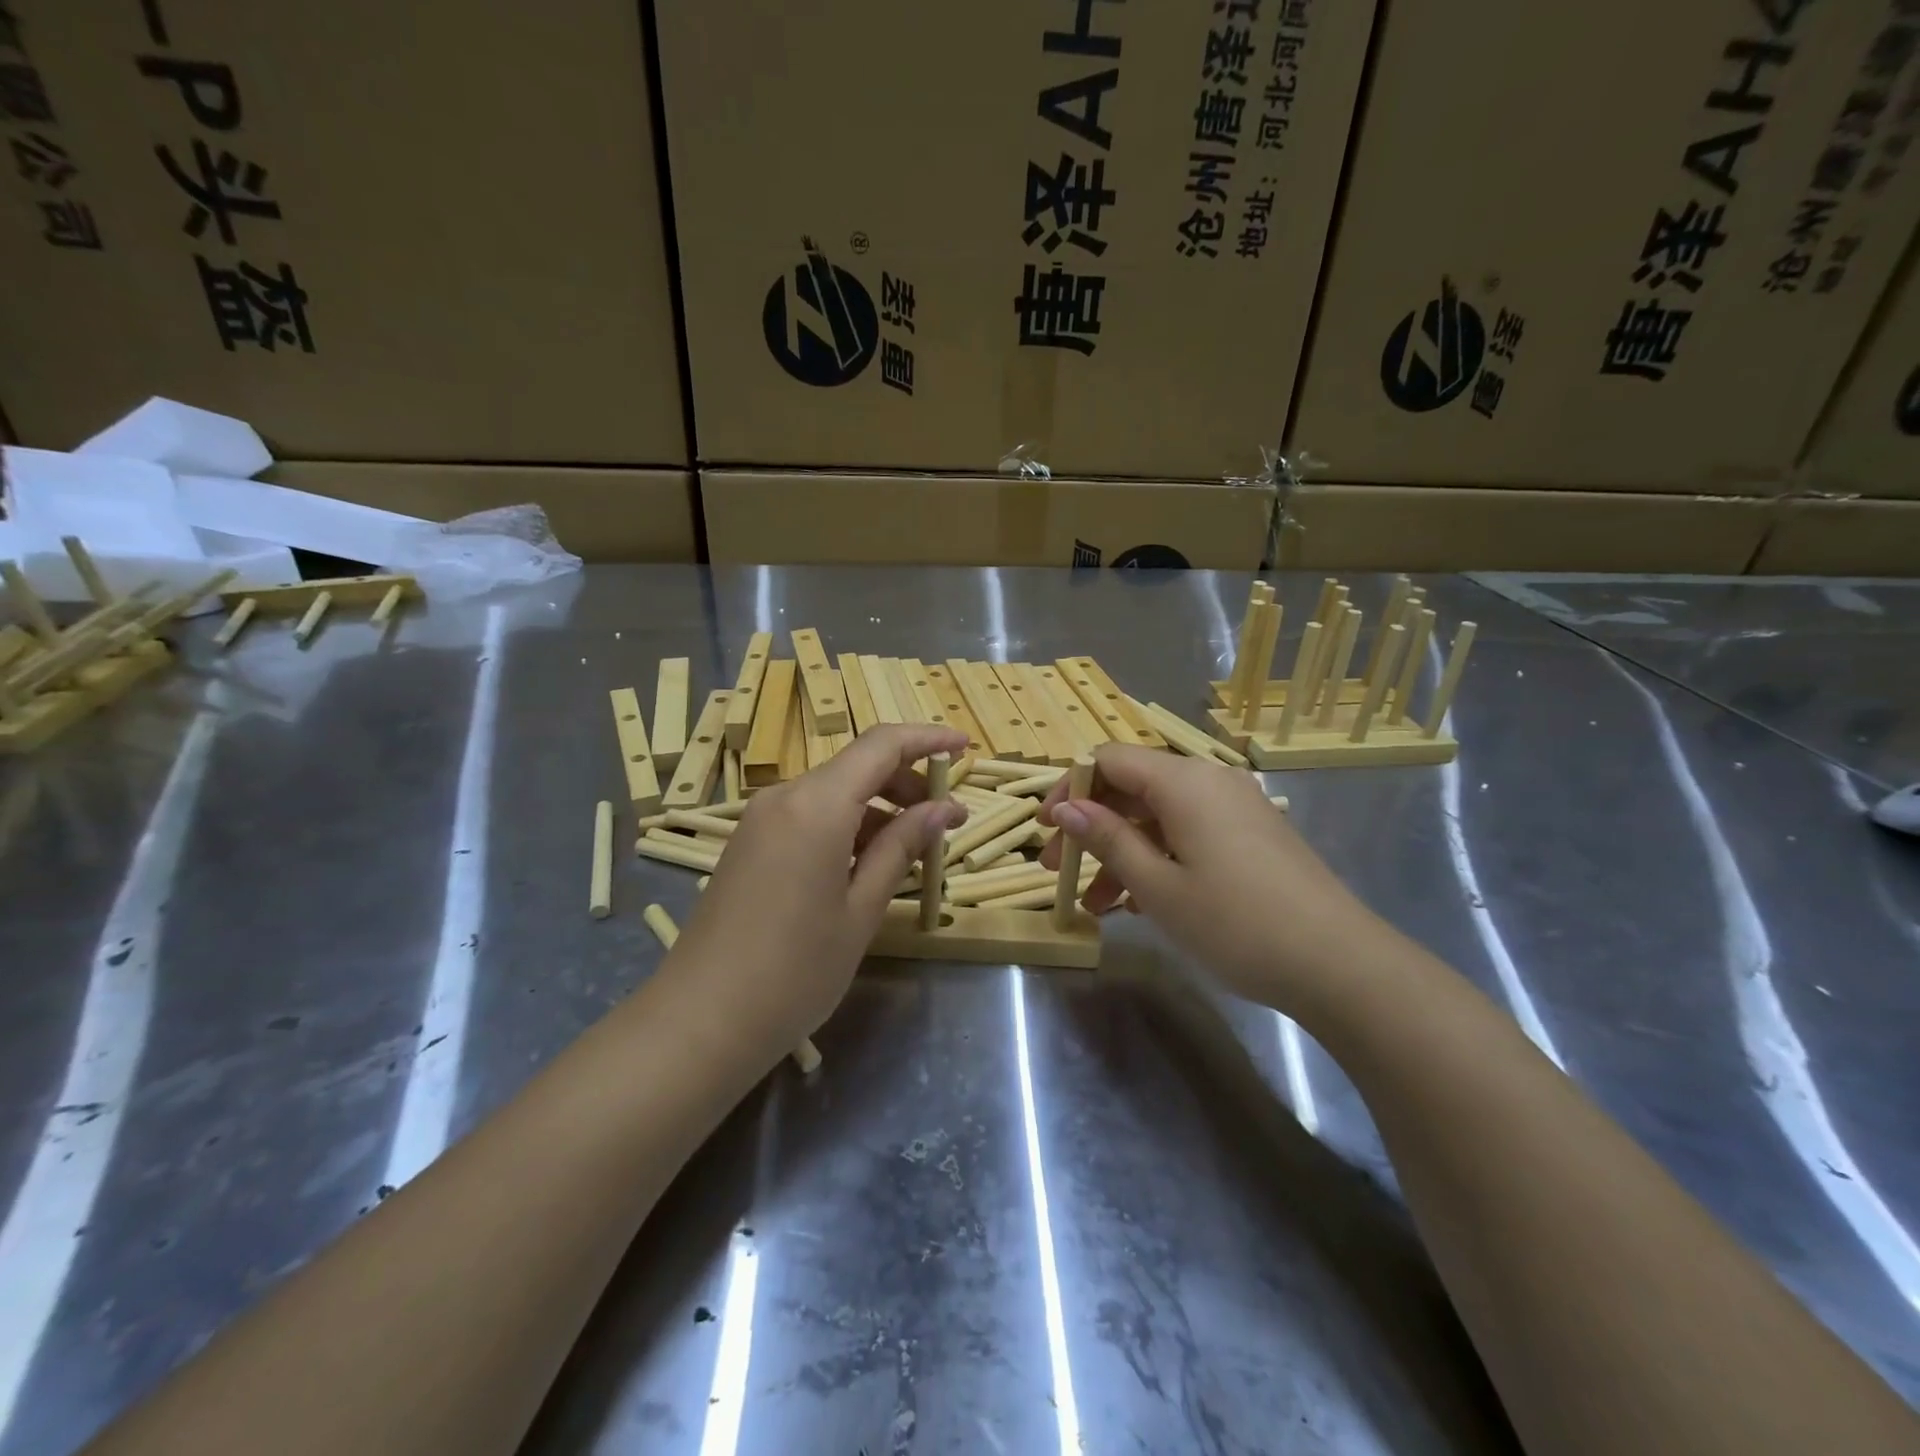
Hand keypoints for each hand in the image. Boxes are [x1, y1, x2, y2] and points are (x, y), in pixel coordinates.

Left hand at [672, 724, 968, 1061]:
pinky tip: (867, 863)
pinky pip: (809, 816)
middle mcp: (784, 797)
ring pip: (833, 792)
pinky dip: (847, 825)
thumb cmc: (795, 970)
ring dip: (878, 808)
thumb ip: (901, 847)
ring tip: (913, 849)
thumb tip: (943, 809)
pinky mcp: (750, 843)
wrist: (702, 1019)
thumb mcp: (861, 909)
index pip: (881, 745)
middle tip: (946, 820)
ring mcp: (760, 819)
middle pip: (857, 766)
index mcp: (816, 805)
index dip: (928, 739)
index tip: (965, 746)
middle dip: (907, 782)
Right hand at [1039, 745, 1385, 1014]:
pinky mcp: (1253, 835)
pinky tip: (1141, 903)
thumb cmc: (1235, 923)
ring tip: (1096, 904)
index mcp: (1183, 781)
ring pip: (1159, 816)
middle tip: (1059, 870)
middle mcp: (1210, 781)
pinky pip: (1189, 832)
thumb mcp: (1158, 885)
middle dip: (1090, 826)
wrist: (1338, 963)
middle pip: (1133, 787)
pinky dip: (1158, 858)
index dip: (1069, 788)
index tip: (1045, 830)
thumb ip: (1107, 839)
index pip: (1108, 760)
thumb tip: (1066, 807)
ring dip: (1122, 851)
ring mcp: (1236, 808)